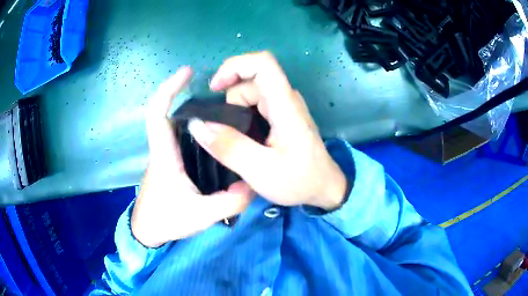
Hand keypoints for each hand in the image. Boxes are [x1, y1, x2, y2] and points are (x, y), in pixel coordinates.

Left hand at [131, 67, 252, 247]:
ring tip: (222, 108)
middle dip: (185, 93)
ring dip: (193, 109)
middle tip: (216, 89)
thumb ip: (230, 202)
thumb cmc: (166, 221)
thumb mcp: (202, 216)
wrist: (148, 231)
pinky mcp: (171, 162)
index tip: (186, 72)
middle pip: (168, 112)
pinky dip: (195, 126)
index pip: (158, 114)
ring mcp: (166, 155)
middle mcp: (163, 149)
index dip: (169, 89)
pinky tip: (216, 133)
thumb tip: (252, 184)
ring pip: (176, 123)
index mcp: (164, 156)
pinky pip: (181, 136)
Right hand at [188, 52, 346, 210]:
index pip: (262, 63)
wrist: (325, 189)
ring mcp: (286, 107)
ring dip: (235, 113)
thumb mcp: (260, 170)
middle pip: (250, 80)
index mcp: (285, 105)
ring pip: (251, 93)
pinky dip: (242, 117)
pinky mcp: (283, 116)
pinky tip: (243, 139)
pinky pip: (256, 105)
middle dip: (230, 101)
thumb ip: (228, 147)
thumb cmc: (299, 181)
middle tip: (226, 133)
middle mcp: (286, 98)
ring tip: (237, 142)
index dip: (234, 66)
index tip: (214, 88)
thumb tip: (197, 125)